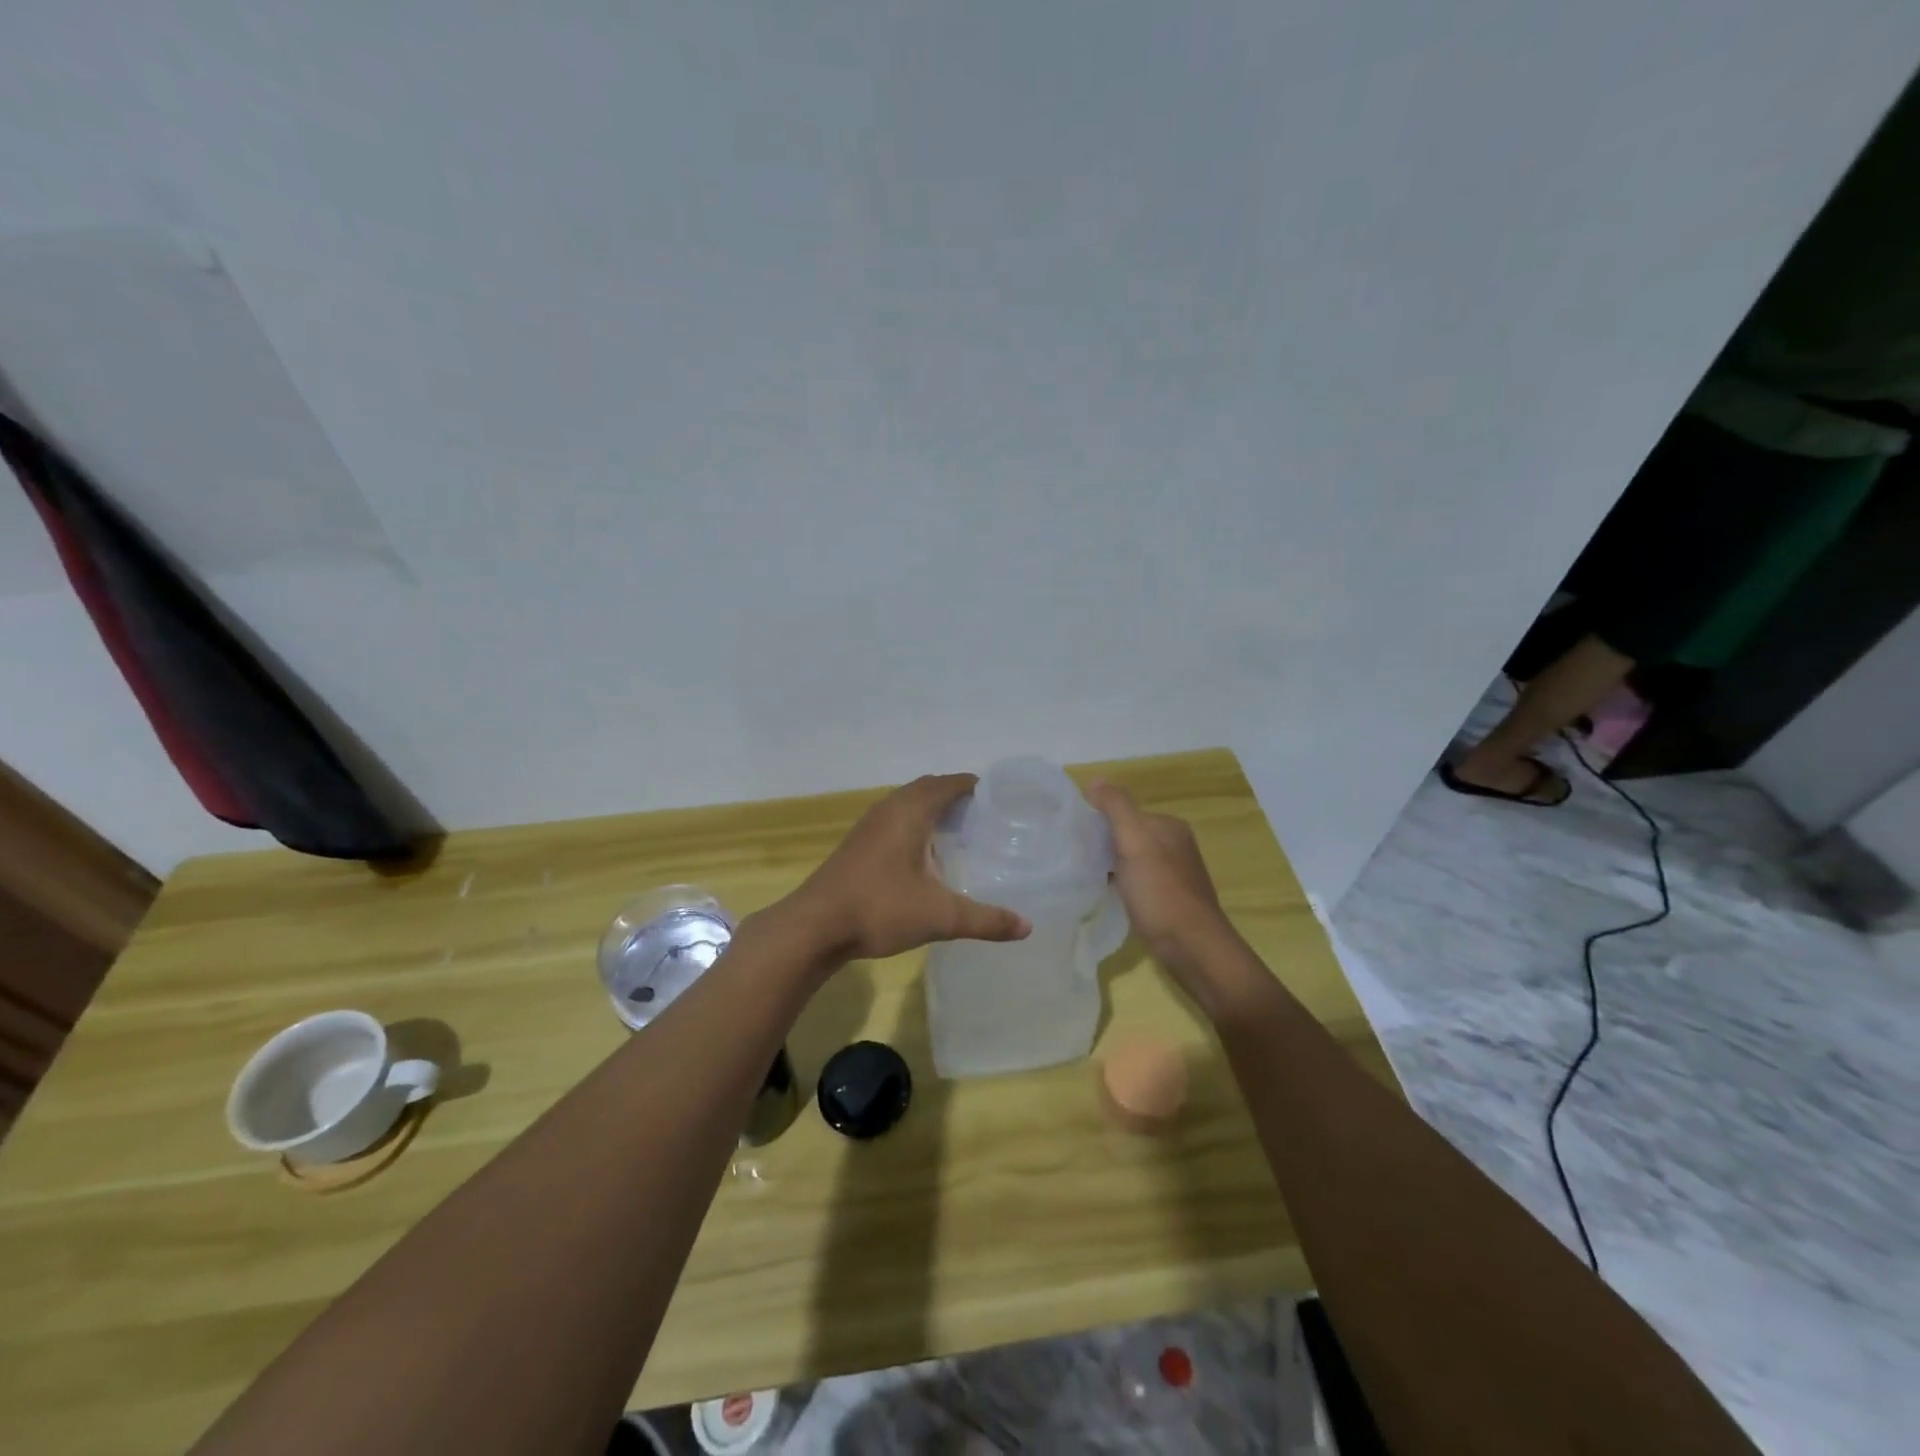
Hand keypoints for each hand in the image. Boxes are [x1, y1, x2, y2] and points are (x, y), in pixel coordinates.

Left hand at [784, 774, 1030, 961]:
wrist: (814, 927)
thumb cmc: (879, 909)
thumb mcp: (940, 916)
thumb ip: (985, 920)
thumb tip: (1027, 927)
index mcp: (910, 812)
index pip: (949, 783)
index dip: (975, 786)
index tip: (1001, 798)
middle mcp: (888, 809)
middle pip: (928, 788)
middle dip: (956, 796)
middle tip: (986, 816)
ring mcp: (868, 826)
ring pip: (907, 804)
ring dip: (932, 809)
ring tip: (961, 832)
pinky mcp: (857, 845)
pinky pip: (894, 820)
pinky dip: (915, 825)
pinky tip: (925, 855)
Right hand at [1086, 782, 1236, 982]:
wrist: (1192, 947)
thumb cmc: (1160, 892)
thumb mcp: (1134, 842)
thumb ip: (1116, 808)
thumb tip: (1096, 779)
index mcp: (1169, 825)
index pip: (1124, 812)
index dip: (1097, 822)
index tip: (1072, 838)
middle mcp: (1175, 844)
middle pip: (1128, 835)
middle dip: (1102, 844)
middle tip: (1074, 859)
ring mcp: (1174, 873)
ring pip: (1131, 860)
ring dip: (1110, 865)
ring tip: (1085, 877)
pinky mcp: (1170, 899)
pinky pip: (1138, 881)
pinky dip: (1121, 884)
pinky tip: (1107, 895)